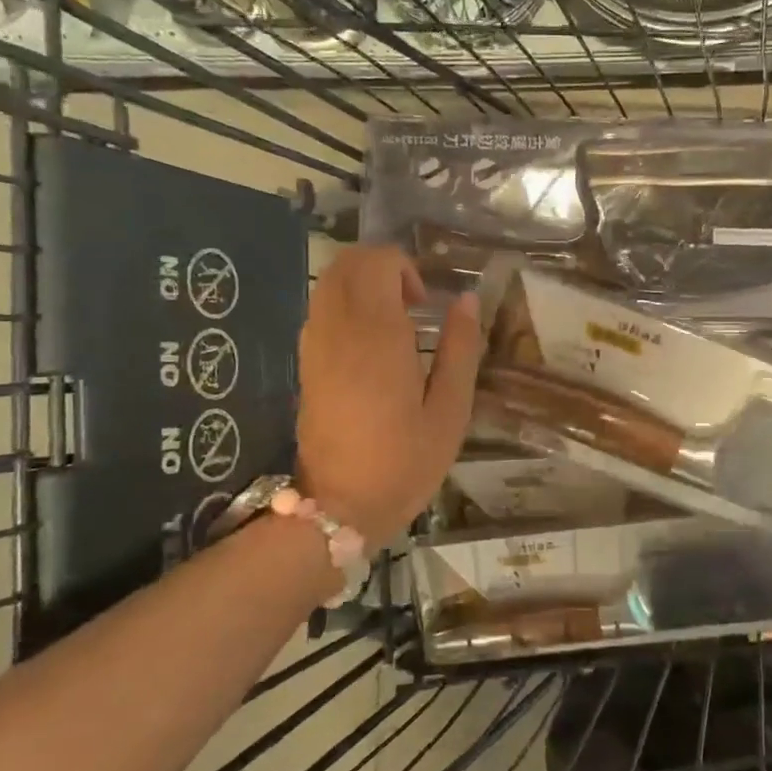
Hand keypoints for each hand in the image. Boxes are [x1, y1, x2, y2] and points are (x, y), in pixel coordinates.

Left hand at [296, 246, 481, 548]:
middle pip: (347, 263)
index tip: (426, 304)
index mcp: (377, 335)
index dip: (404, 268)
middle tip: (413, 305)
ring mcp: (314, 345)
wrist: (340, 507)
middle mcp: (338, 329)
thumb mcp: (450, 411)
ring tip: (395, 323)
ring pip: (328, 282)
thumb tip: (466, 300)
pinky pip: (320, 309)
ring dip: (362, 284)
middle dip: (382, 267)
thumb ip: (461, 349)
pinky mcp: (305, 363)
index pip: (376, 262)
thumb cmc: (405, 462)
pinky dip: (345, 304)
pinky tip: (371, 343)